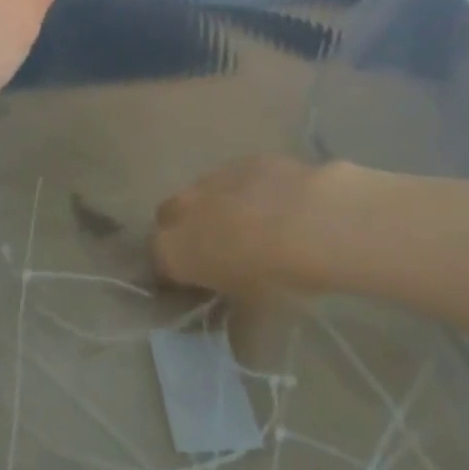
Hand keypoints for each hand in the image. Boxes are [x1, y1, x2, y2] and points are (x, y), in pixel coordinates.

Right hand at [151, 154, 351, 297]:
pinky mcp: (240, 161)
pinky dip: (244, 192)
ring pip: (200, 194)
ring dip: (214, 209)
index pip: (158, 262)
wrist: (310, 222)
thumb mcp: (250, 308)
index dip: (174, 272)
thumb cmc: (274, 276)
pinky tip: (275, 206)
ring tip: (250, 227)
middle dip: (185, 232)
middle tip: (217, 251)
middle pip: (169, 218)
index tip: (195, 283)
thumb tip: (230, 307)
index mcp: (173, 249)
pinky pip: (233, 179)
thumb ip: (229, 306)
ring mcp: (210, 179)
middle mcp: (182, 209)